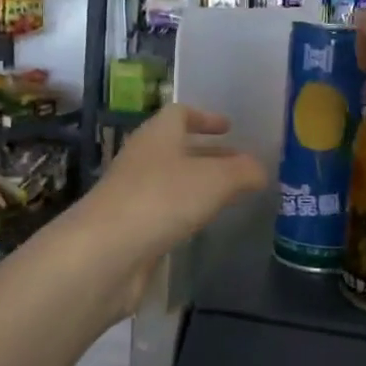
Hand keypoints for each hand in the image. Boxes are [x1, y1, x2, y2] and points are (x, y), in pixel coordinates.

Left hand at [89, 103, 265, 258]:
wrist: (104, 252)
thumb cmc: (163, 199)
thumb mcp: (217, 180)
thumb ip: (244, 172)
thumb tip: (261, 170)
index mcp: (158, 135)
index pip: (179, 113)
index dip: (205, 117)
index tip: (229, 127)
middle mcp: (142, 158)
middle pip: (178, 147)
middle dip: (209, 154)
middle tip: (240, 165)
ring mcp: (133, 193)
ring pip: (172, 180)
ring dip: (198, 184)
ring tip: (229, 196)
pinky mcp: (130, 227)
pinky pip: (164, 209)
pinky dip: (184, 211)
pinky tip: (202, 224)